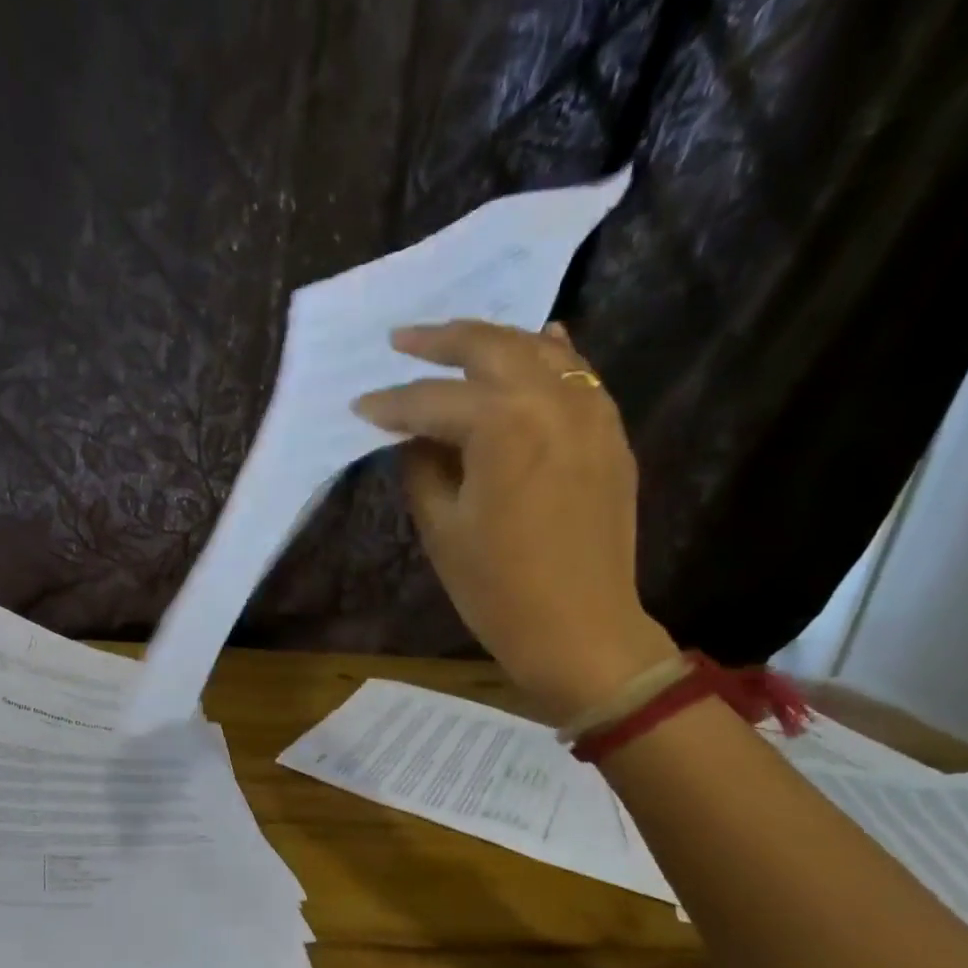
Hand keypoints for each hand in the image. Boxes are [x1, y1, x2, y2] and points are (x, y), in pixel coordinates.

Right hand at [353, 320, 678, 725]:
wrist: (581, 629)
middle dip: (440, 342)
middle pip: (490, 349)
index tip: (358, 406)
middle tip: (401, 340)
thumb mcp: (442, 530)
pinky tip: (537, 341)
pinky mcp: (609, 434)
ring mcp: (590, 413)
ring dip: (493, 340)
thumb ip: (422, 469)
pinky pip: (579, 375)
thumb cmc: (498, 589)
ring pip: (539, 351)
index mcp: (503, 425)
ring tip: (456, 339)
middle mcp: (552, 400)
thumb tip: (415, 438)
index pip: (433, 401)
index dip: (391, 404)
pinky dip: (551, 355)